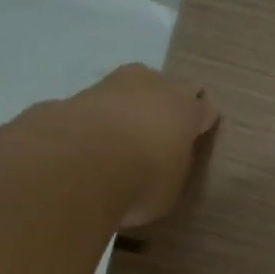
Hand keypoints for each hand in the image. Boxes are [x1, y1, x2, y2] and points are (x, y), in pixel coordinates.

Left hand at [63, 64, 217, 226]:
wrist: (81, 164)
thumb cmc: (143, 180)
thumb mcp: (171, 186)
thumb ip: (172, 167)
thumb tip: (165, 162)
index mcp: (184, 109)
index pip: (201, 109)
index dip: (199, 122)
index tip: (197, 133)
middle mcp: (151, 87)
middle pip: (161, 87)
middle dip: (160, 105)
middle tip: (155, 134)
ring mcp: (110, 86)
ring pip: (124, 92)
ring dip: (124, 110)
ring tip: (118, 142)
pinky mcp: (73, 97)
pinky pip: (92, 110)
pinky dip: (93, 123)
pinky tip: (87, 146)